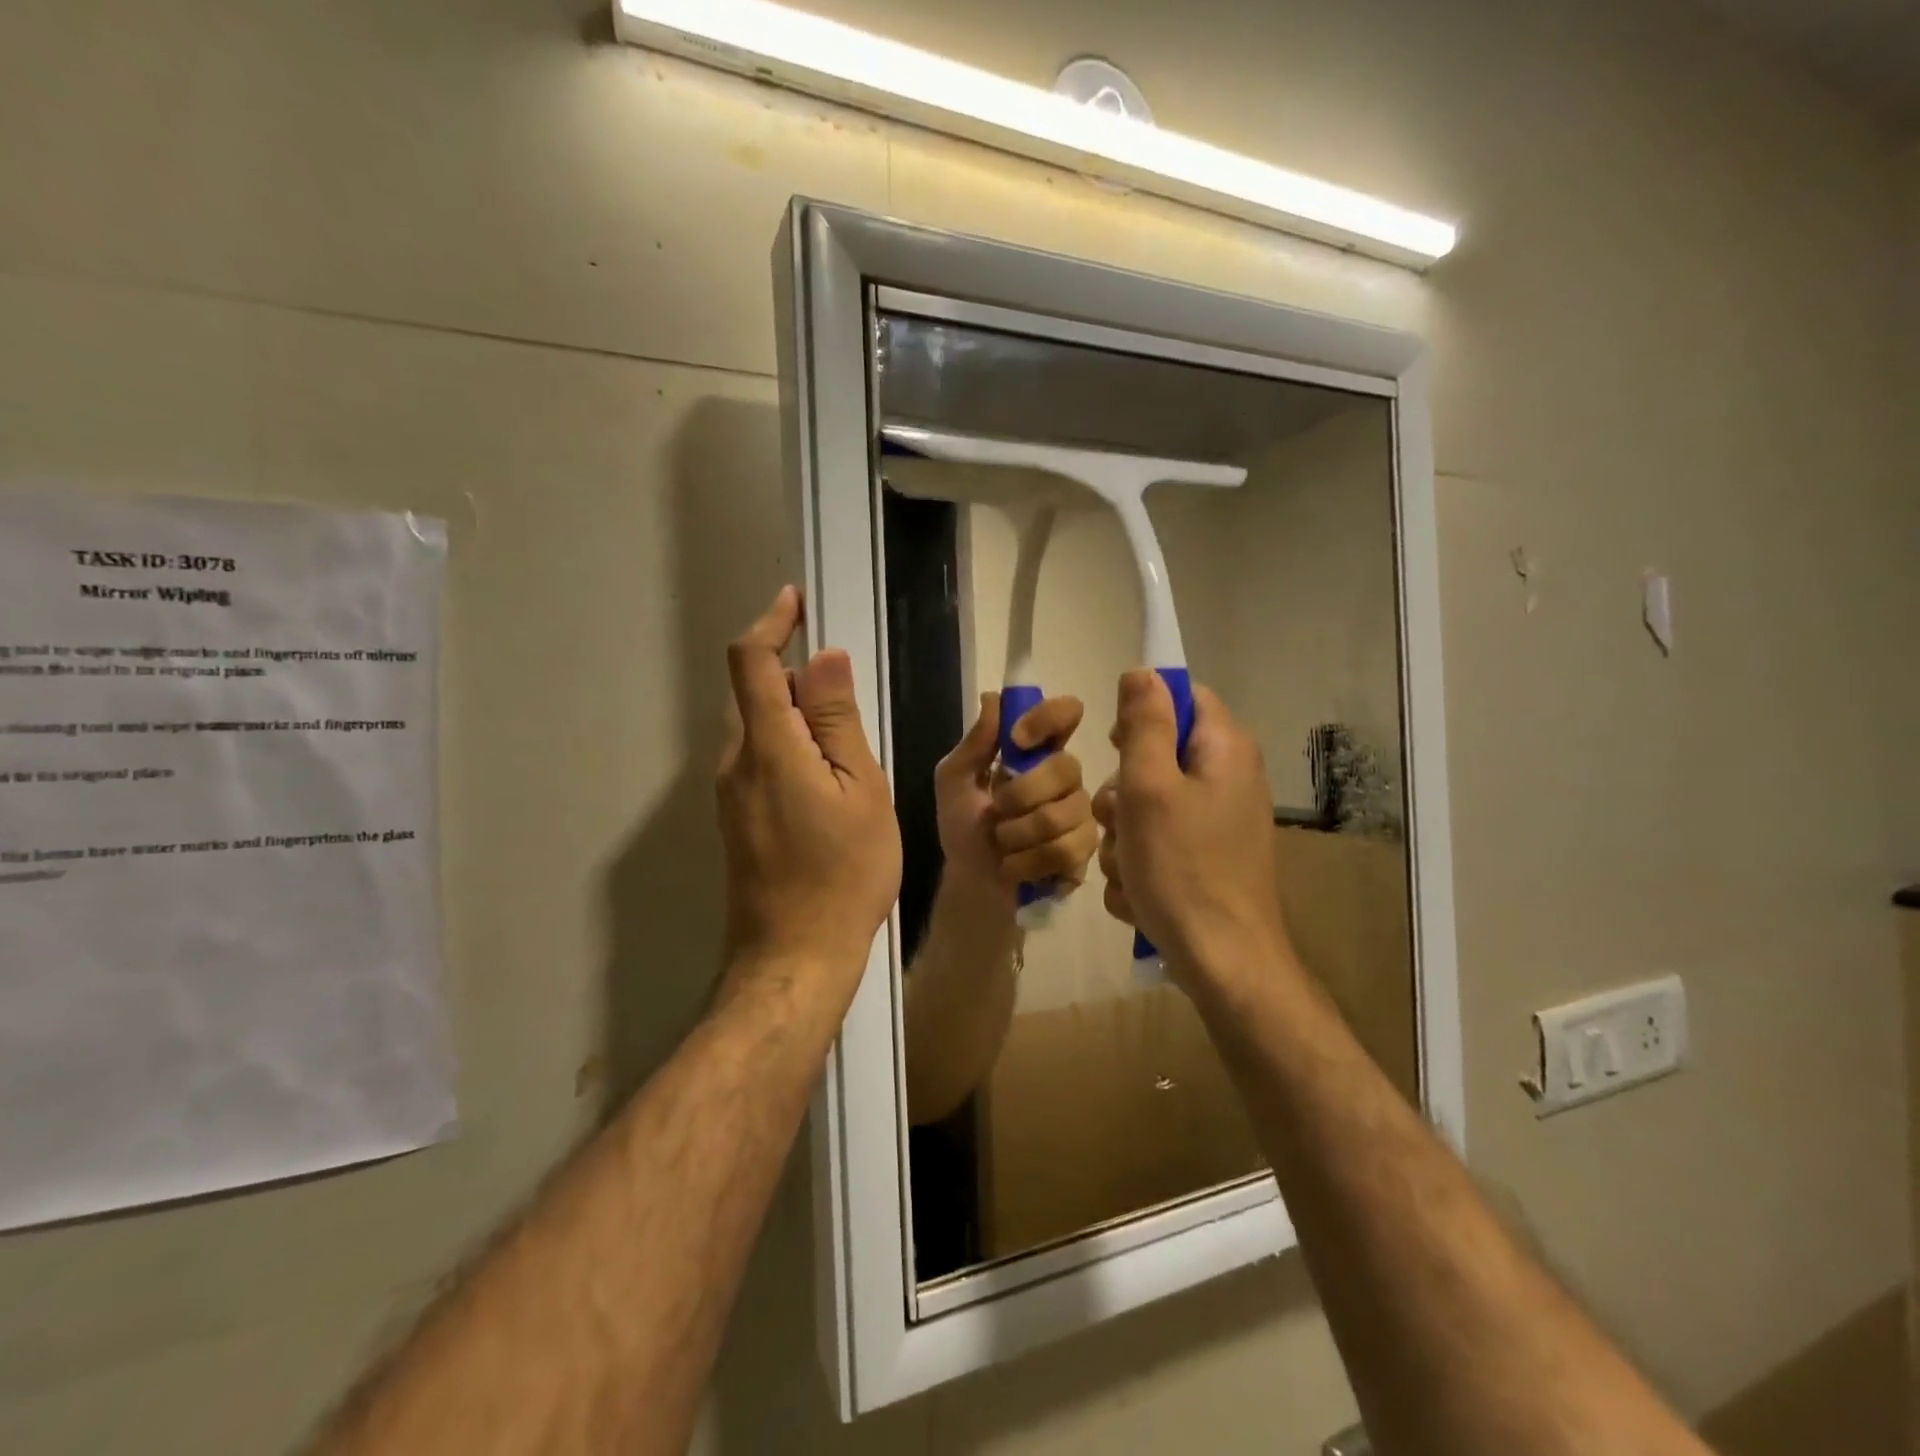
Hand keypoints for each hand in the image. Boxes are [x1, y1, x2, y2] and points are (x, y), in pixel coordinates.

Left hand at [717, 587, 900, 986]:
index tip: (796, 601)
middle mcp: (735, 762)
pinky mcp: (735, 820)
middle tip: (843, 685)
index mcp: (767, 747)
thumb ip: (837, 721)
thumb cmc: (844, 874)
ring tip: (845, 737)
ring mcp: (729, 795)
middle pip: (752, 693)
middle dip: (790, 672)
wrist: (795, 958)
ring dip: (791, 712)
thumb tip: (822, 658)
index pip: (752, 662)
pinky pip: (757, 760)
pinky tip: (825, 776)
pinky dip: (786, 744)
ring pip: (755, 728)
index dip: (771, 623)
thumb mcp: (860, 790)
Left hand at [934, 692, 1096, 903]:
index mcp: (1037, 751)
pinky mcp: (1084, 851)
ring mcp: (1080, 814)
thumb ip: (974, 743)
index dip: (1048, 718)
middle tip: (997, 811)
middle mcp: (1066, 777)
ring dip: (1019, 834)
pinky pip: (1067, 850)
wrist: (971, 883)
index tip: (1017, 740)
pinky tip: (1015, 866)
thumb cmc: (963, 826)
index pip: (1065, 713)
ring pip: (1065, 813)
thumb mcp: (954, 781)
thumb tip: (993, 698)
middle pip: (1066, 767)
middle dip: (1021, 794)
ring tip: (1003, 844)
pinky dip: (1029, 862)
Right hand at [1093, 670, 1290, 986]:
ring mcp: (1218, 822)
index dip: (1142, 713)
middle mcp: (1228, 778)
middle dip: (1123, 789)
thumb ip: (1143, 725)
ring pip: (1149, 804)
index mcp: (1223, 749)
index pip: (1182, 696)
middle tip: (1119, 820)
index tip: (1113, 746)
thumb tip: (1142, 671)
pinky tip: (1140, 891)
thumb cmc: (1183, 867)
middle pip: (1158, 755)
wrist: (1223, 962)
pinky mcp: (1207, 858)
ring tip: (1128, 867)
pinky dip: (1141, 862)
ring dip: (1124, 834)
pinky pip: (1159, 842)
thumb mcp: (1150, 787)